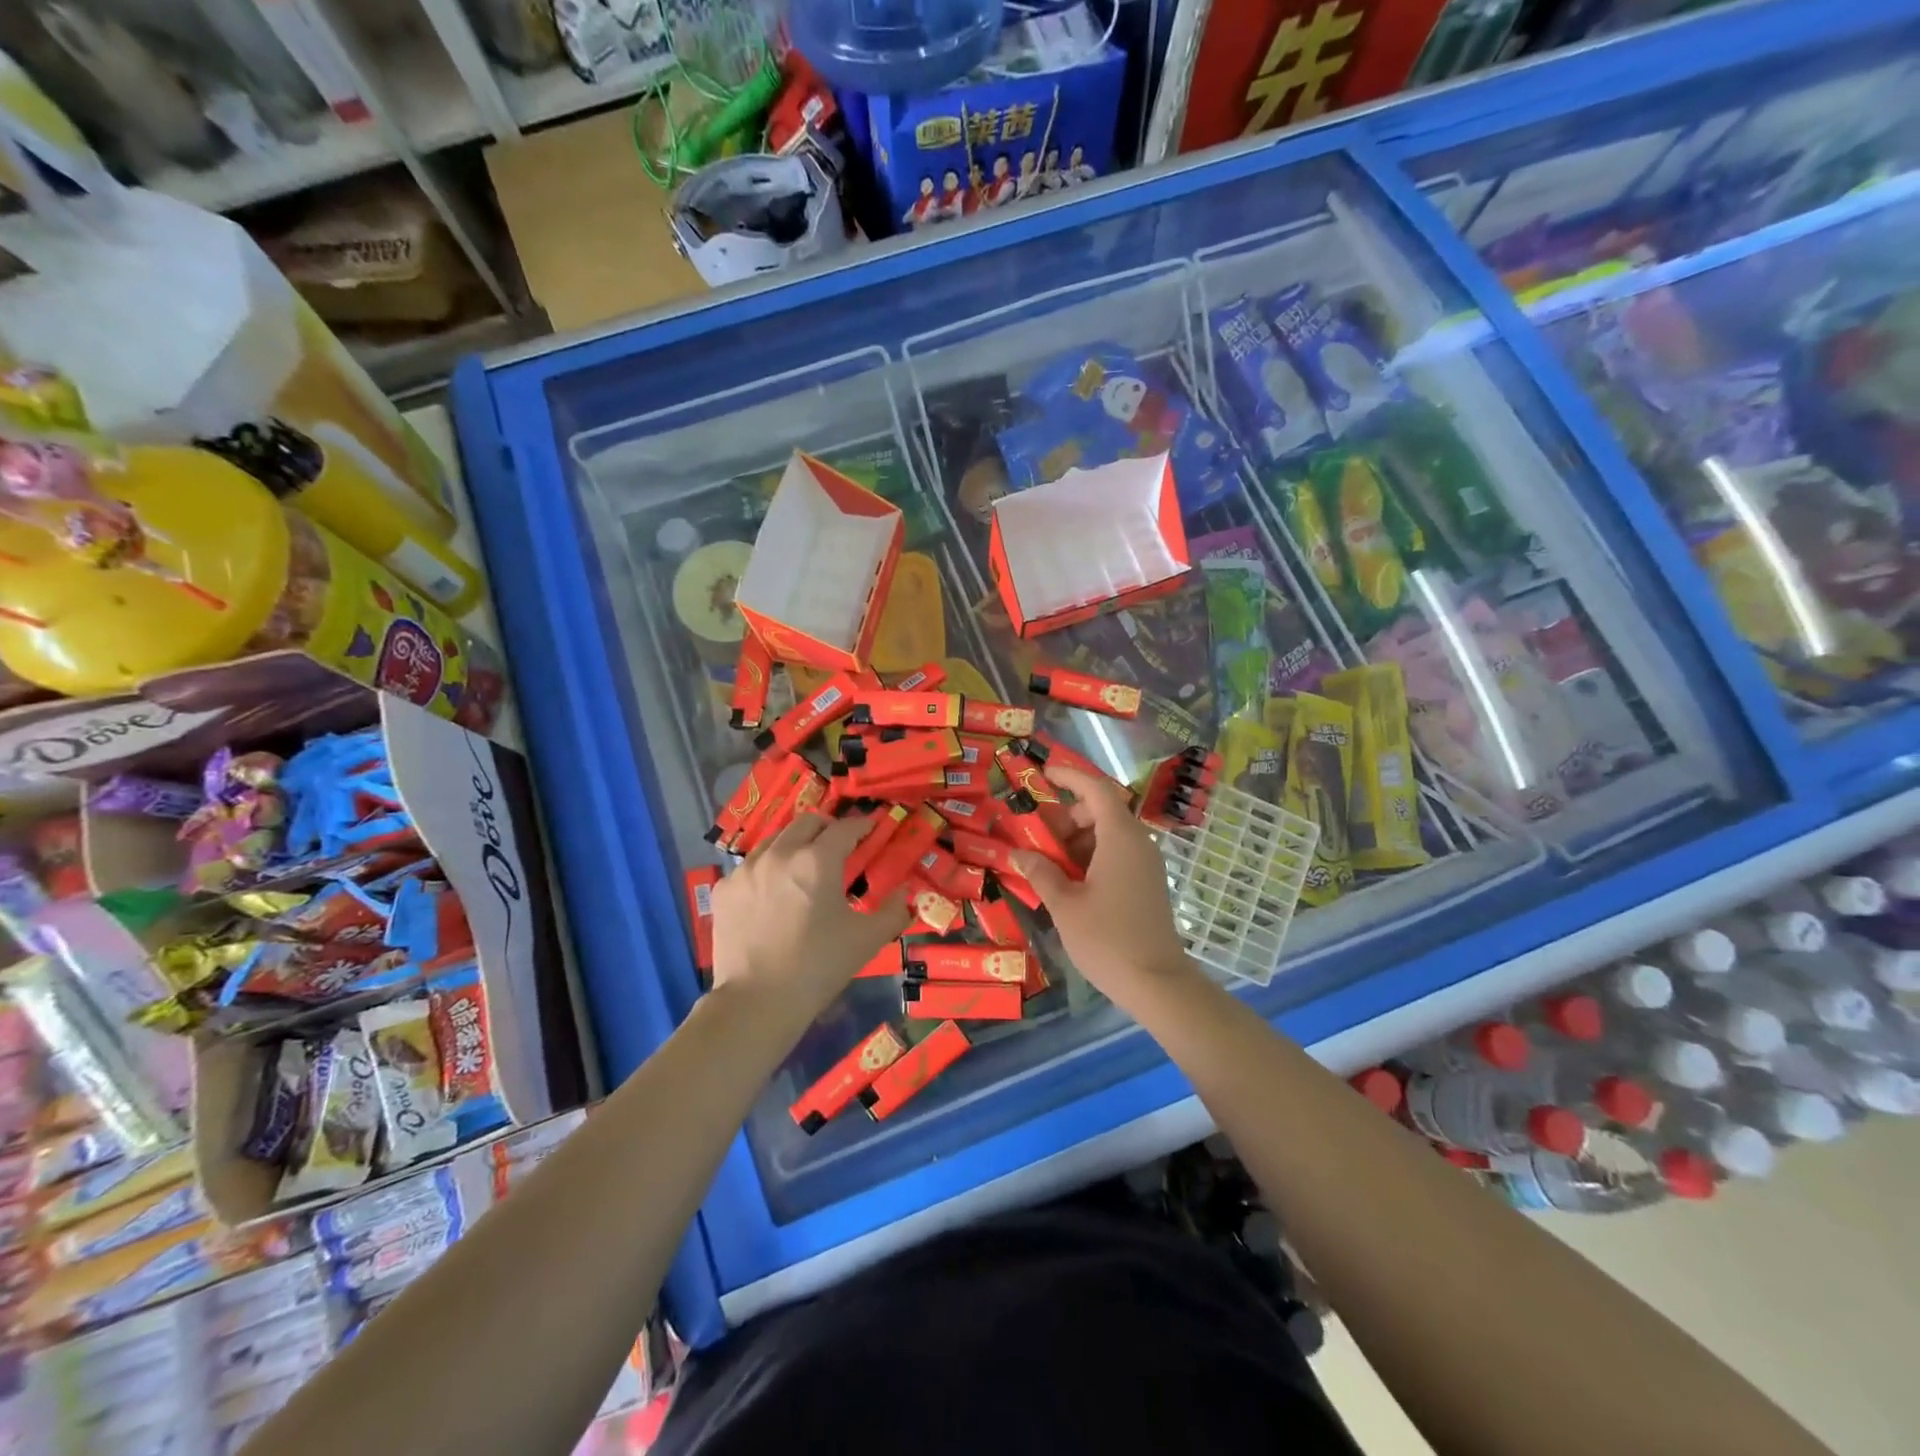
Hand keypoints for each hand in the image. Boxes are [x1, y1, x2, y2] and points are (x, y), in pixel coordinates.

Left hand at [709, 812, 910, 1030]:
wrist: (756, 1002)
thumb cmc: (818, 967)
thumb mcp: (867, 940)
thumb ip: (894, 911)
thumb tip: (905, 893)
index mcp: (817, 861)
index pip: (845, 828)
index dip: (862, 825)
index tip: (871, 829)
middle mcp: (780, 854)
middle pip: (807, 822)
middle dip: (827, 828)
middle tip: (838, 846)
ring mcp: (746, 869)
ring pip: (775, 840)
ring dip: (794, 845)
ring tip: (802, 869)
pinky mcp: (724, 889)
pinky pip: (750, 866)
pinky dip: (766, 870)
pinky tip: (771, 895)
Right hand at [1008, 763, 1198, 1008]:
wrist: (1157, 983)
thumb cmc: (1107, 939)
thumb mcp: (1065, 905)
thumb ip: (1040, 872)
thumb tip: (1017, 853)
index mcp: (1120, 837)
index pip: (1096, 789)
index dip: (1069, 777)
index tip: (1043, 774)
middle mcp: (1137, 843)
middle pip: (1101, 811)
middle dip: (1066, 816)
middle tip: (1035, 833)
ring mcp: (1145, 864)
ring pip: (1107, 835)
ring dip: (1076, 839)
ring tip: (1046, 861)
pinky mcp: (1146, 883)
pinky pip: (1116, 854)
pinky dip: (1090, 856)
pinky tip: (1067, 880)